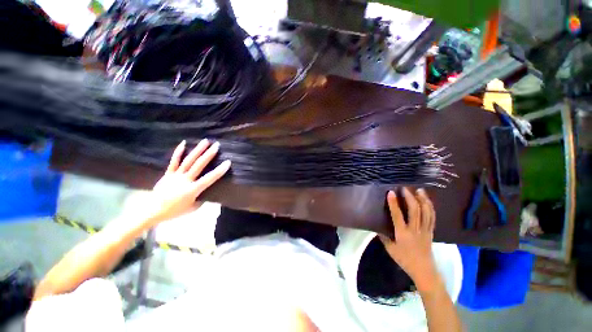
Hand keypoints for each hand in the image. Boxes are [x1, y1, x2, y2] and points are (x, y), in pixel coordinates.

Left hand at [146, 139, 230, 223]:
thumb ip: (203, 199)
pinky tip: (184, 143)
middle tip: (216, 145)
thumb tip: (209, 192)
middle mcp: (185, 180)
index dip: (219, 170)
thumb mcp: (193, 208)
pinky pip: (174, 161)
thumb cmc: (175, 211)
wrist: (152, 211)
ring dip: (197, 150)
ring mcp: (175, 176)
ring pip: (188, 161)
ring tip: (205, 141)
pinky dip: (179, 152)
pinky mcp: (168, 173)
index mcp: (192, 190)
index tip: (227, 162)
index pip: (209, 178)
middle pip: (198, 165)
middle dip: (209, 154)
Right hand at [379, 187, 439, 292]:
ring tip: (420, 190)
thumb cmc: (404, 259)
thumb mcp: (390, 249)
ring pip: (426, 212)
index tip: (391, 192)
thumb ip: (383, 236)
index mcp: (403, 234)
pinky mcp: (431, 232)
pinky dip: (430, 208)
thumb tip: (377, 226)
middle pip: (415, 211)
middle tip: (405, 188)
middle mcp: (415, 230)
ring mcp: (425, 230)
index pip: (397, 216)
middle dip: (410, 198)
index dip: (394, 203)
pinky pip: (432, 218)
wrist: (424, 270)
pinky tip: (428, 201)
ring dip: (423, 200)